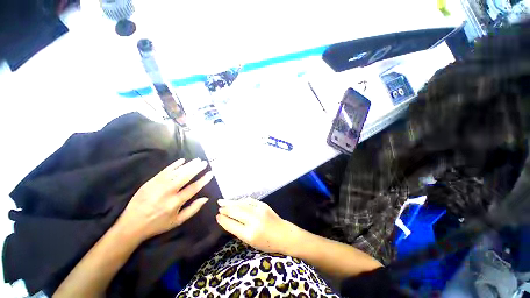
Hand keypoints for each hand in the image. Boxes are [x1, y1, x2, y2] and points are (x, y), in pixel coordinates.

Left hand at [116, 158, 212, 241]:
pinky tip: (182, 161)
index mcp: (175, 203)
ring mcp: (157, 186)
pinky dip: (174, 165)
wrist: (131, 225)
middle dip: (196, 168)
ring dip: (188, 165)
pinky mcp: (150, 182)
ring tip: (197, 160)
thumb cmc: (157, 224)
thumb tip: (206, 198)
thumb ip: (193, 209)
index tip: (211, 173)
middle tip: (204, 163)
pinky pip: (164, 171)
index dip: (203, 180)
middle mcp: (167, 192)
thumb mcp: (177, 221)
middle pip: (185, 176)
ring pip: (176, 172)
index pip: (193, 188)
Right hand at [216, 198, 298, 253]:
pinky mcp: (263, 204)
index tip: (217, 217)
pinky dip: (241, 200)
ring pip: (241, 204)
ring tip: (222, 201)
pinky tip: (236, 201)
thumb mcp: (251, 242)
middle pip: (235, 212)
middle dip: (225, 209)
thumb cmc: (267, 243)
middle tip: (219, 208)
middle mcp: (253, 220)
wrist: (284, 234)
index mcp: (249, 234)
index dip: (223, 220)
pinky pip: (249, 201)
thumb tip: (228, 220)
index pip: (232, 225)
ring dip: (231, 202)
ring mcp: (259, 210)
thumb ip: (240, 231)